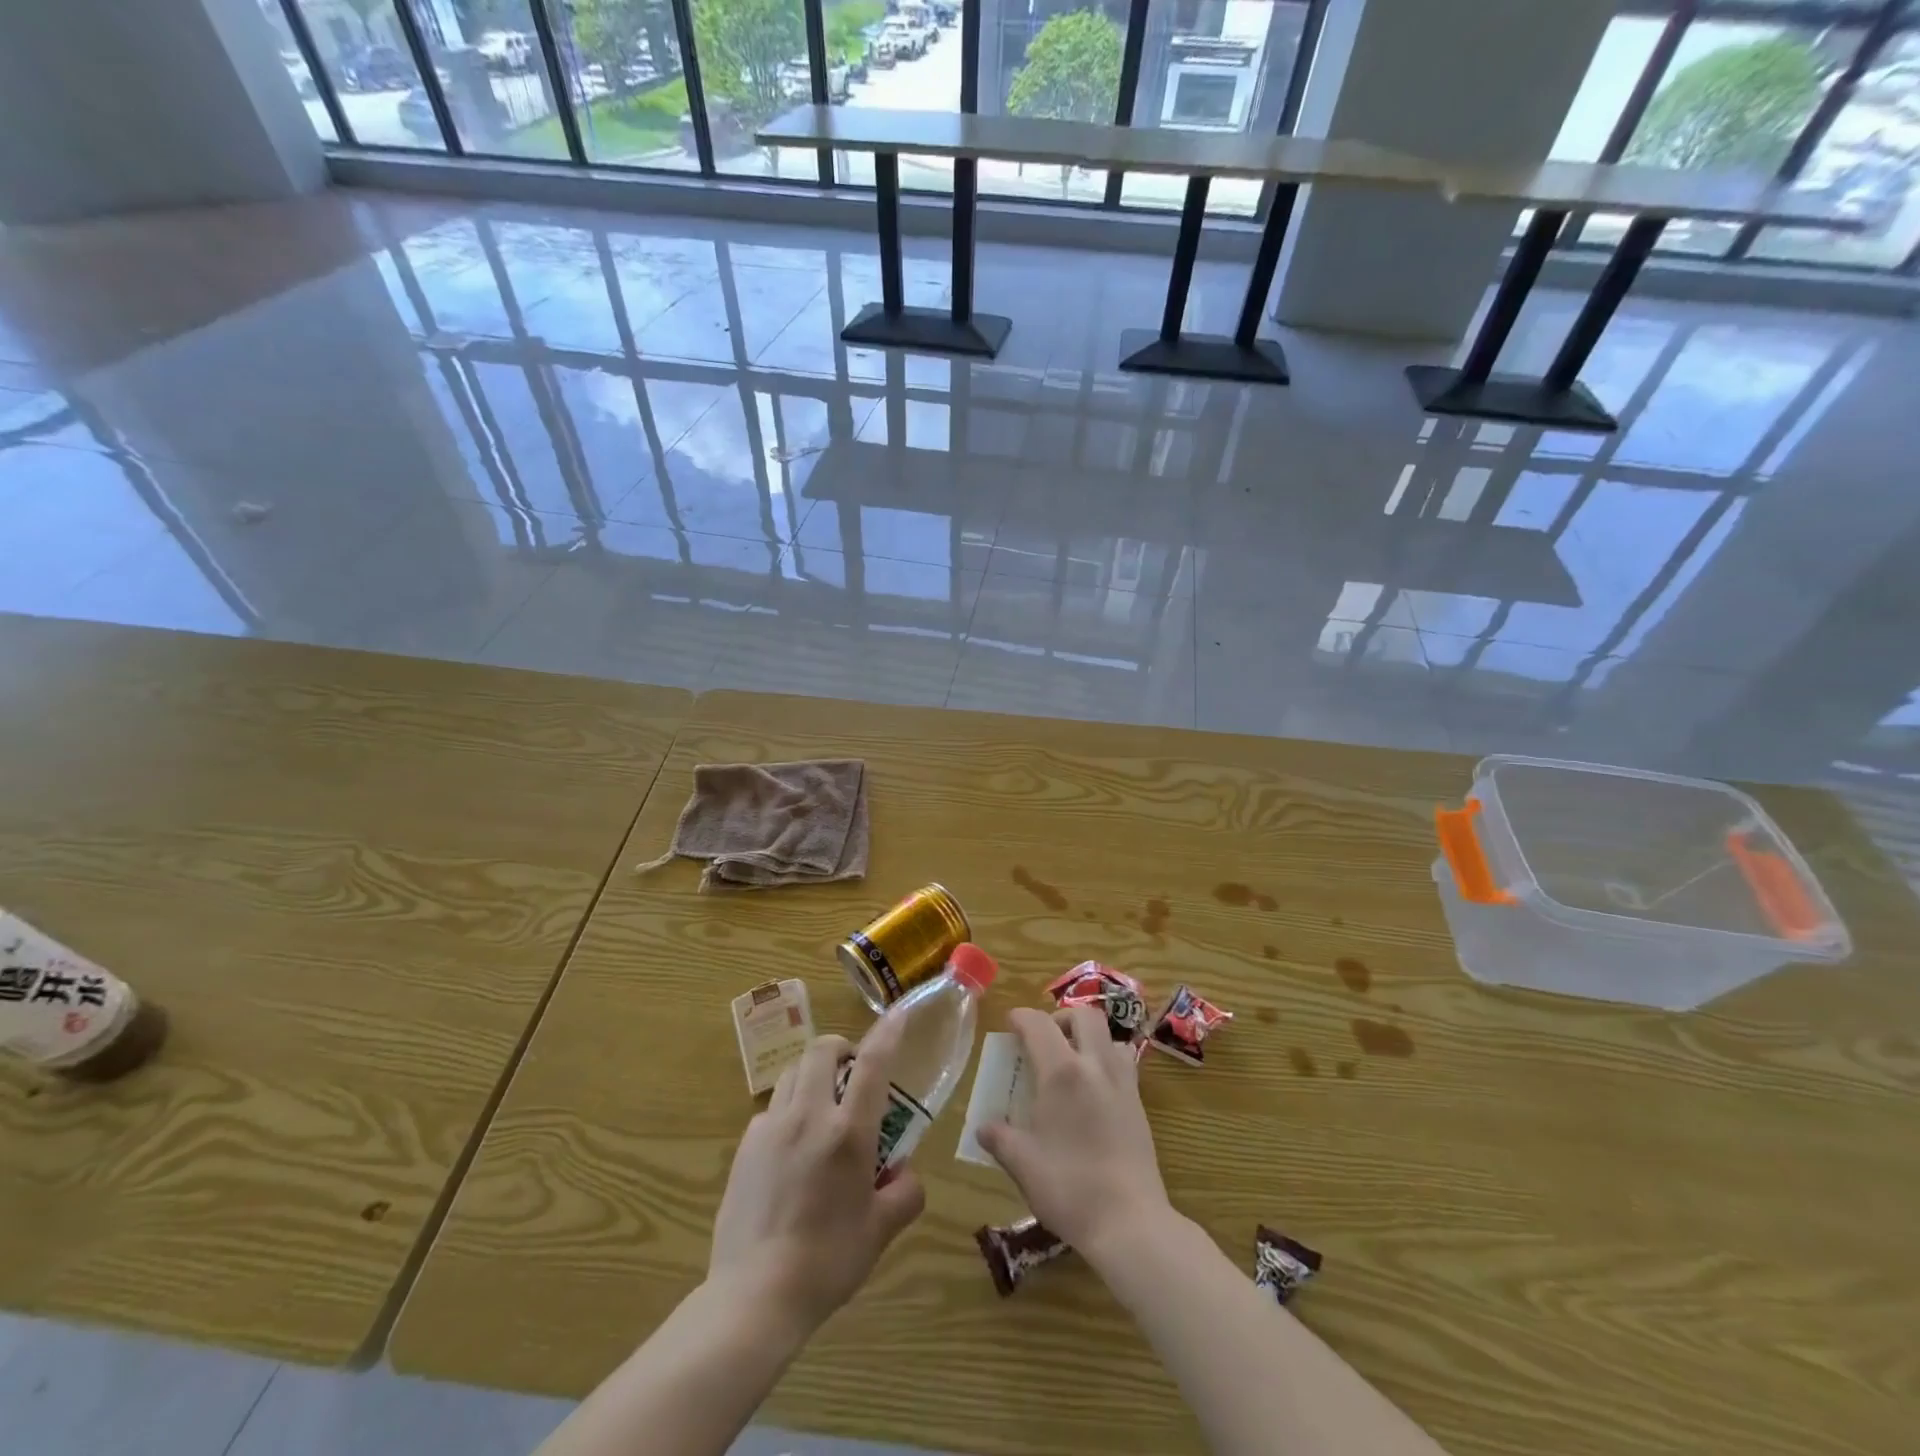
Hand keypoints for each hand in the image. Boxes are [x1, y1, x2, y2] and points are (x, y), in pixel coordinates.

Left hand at [707, 1012, 925, 1331]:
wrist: (753, 1297)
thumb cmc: (827, 1262)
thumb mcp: (881, 1232)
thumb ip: (904, 1194)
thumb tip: (904, 1174)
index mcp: (848, 1133)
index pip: (872, 1064)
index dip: (888, 1032)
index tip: (898, 1013)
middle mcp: (809, 1116)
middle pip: (822, 1050)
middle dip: (841, 1048)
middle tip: (853, 1072)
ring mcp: (771, 1127)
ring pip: (794, 1073)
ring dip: (814, 1075)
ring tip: (823, 1106)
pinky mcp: (746, 1146)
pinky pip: (772, 1108)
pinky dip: (789, 1110)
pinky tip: (792, 1147)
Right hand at [977, 1006, 1172, 1263]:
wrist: (1130, 1222)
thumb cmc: (1069, 1187)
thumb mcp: (1022, 1164)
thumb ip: (1000, 1138)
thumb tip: (984, 1128)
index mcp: (1061, 1072)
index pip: (1038, 1024)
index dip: (1021, 1017)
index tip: (1010, 1024)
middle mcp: (1095, 1066)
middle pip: (1084, 1015)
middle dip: (1061, 1018)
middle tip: (1044, 1040)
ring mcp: (1123, 1083)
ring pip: (1109, 1036)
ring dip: (1089, 1037)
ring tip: (1072, 1062)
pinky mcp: (1139, 1105)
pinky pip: (1123, 1063)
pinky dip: (1106, 1061)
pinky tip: (1093, 1091)